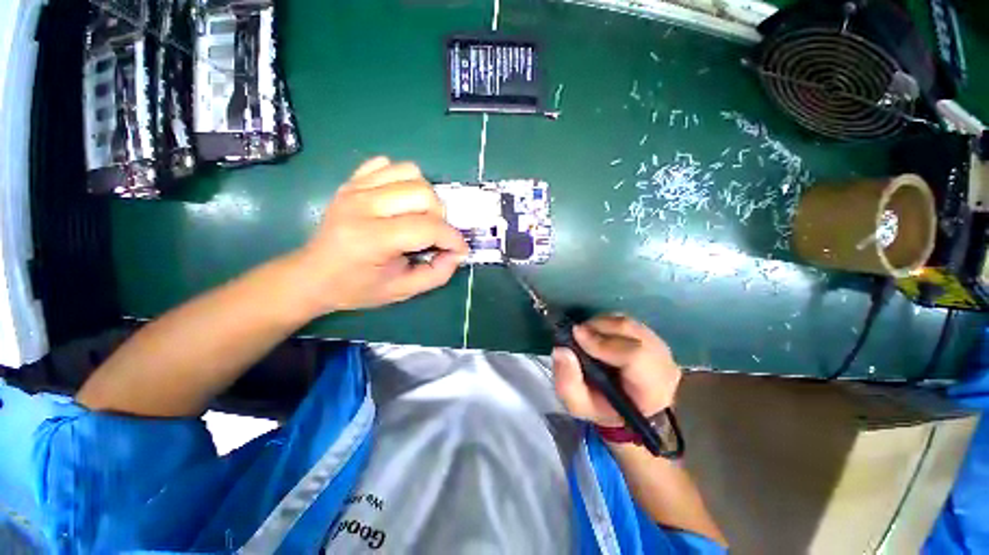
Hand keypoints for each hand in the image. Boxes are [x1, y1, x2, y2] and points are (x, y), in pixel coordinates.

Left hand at [294, 157, 468, 313]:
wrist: (313, 275)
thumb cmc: (358, 288)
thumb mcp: (402, 291)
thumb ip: (437, 274)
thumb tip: (457, 253)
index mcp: (372, 239)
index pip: (427, 228)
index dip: (453, 239)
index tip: (459, 250)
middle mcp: (362, 206)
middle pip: (423, 193)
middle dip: (440, 217)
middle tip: (433, 235)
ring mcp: (355, 189)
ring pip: (410, 172)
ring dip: (425, 196)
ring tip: (419, 216)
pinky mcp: (352, 181)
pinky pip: (388, 164)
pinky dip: (403, 180)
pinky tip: (399, 201)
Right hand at [551, 314, 680, 426]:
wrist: (626, 407)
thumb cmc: (603, 408)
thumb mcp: (578, 404)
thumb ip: (568, 382)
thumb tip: (561, 350)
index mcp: (651, 390)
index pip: (634, 356)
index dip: (603, 342)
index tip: (576, 335)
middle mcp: (664, 366)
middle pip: (633, 332)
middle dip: (599, 327)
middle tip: (577, 333)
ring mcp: (662, 349)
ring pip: (629, 323)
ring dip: (602, 324)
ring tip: (586, 335)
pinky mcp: (655, 338)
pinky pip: (629, 322)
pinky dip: (609, 323)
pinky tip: (598, 334)